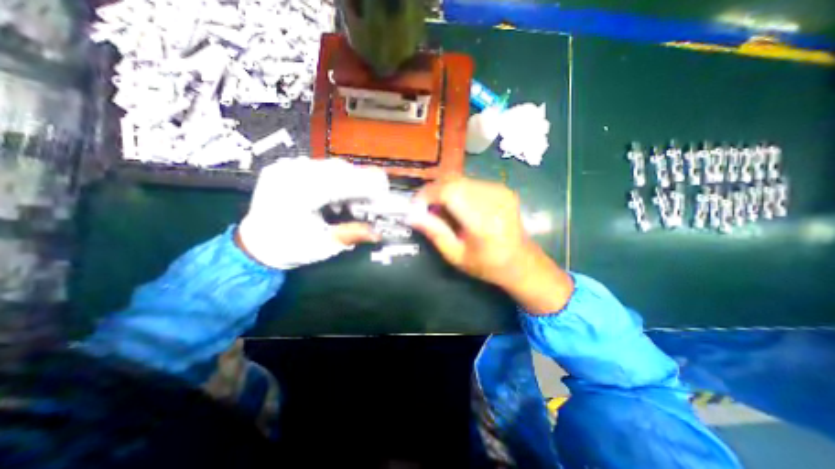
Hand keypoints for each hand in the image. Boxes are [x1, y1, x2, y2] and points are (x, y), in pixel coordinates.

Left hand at [236, 157, 389, 269]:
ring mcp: (286, 166)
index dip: (369, 186)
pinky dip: (335, 180)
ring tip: (349, 205)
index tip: (385, 195)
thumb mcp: (324, 246)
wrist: (257, 243)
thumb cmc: (290, 248)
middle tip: (368, 205)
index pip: (343, 181)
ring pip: (332, 166)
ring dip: (349, 183)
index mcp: (297, 194)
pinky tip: (333, 197)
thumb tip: (378, 232)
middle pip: (340, 169)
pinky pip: (320, 167)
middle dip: (361, 185)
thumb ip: (352, 234)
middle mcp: (290, 173)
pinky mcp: (286, 166)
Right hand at [410, 177, 574, 315]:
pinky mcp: (501, 188)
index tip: (415, 207)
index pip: (449, 192)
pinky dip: (456, 190)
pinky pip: (470, 182)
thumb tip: (411, 215)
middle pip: (453, 181)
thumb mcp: (456, 256)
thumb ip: (434, 233)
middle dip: (432, 191)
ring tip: (439, 209)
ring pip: (460, 179)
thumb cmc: (488, 265)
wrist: (522, 261)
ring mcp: (500, 190)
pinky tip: (456, 206)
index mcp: (484, 221)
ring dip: (443, 190)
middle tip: (424, 208)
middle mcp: (494, 199)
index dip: (427, 195)